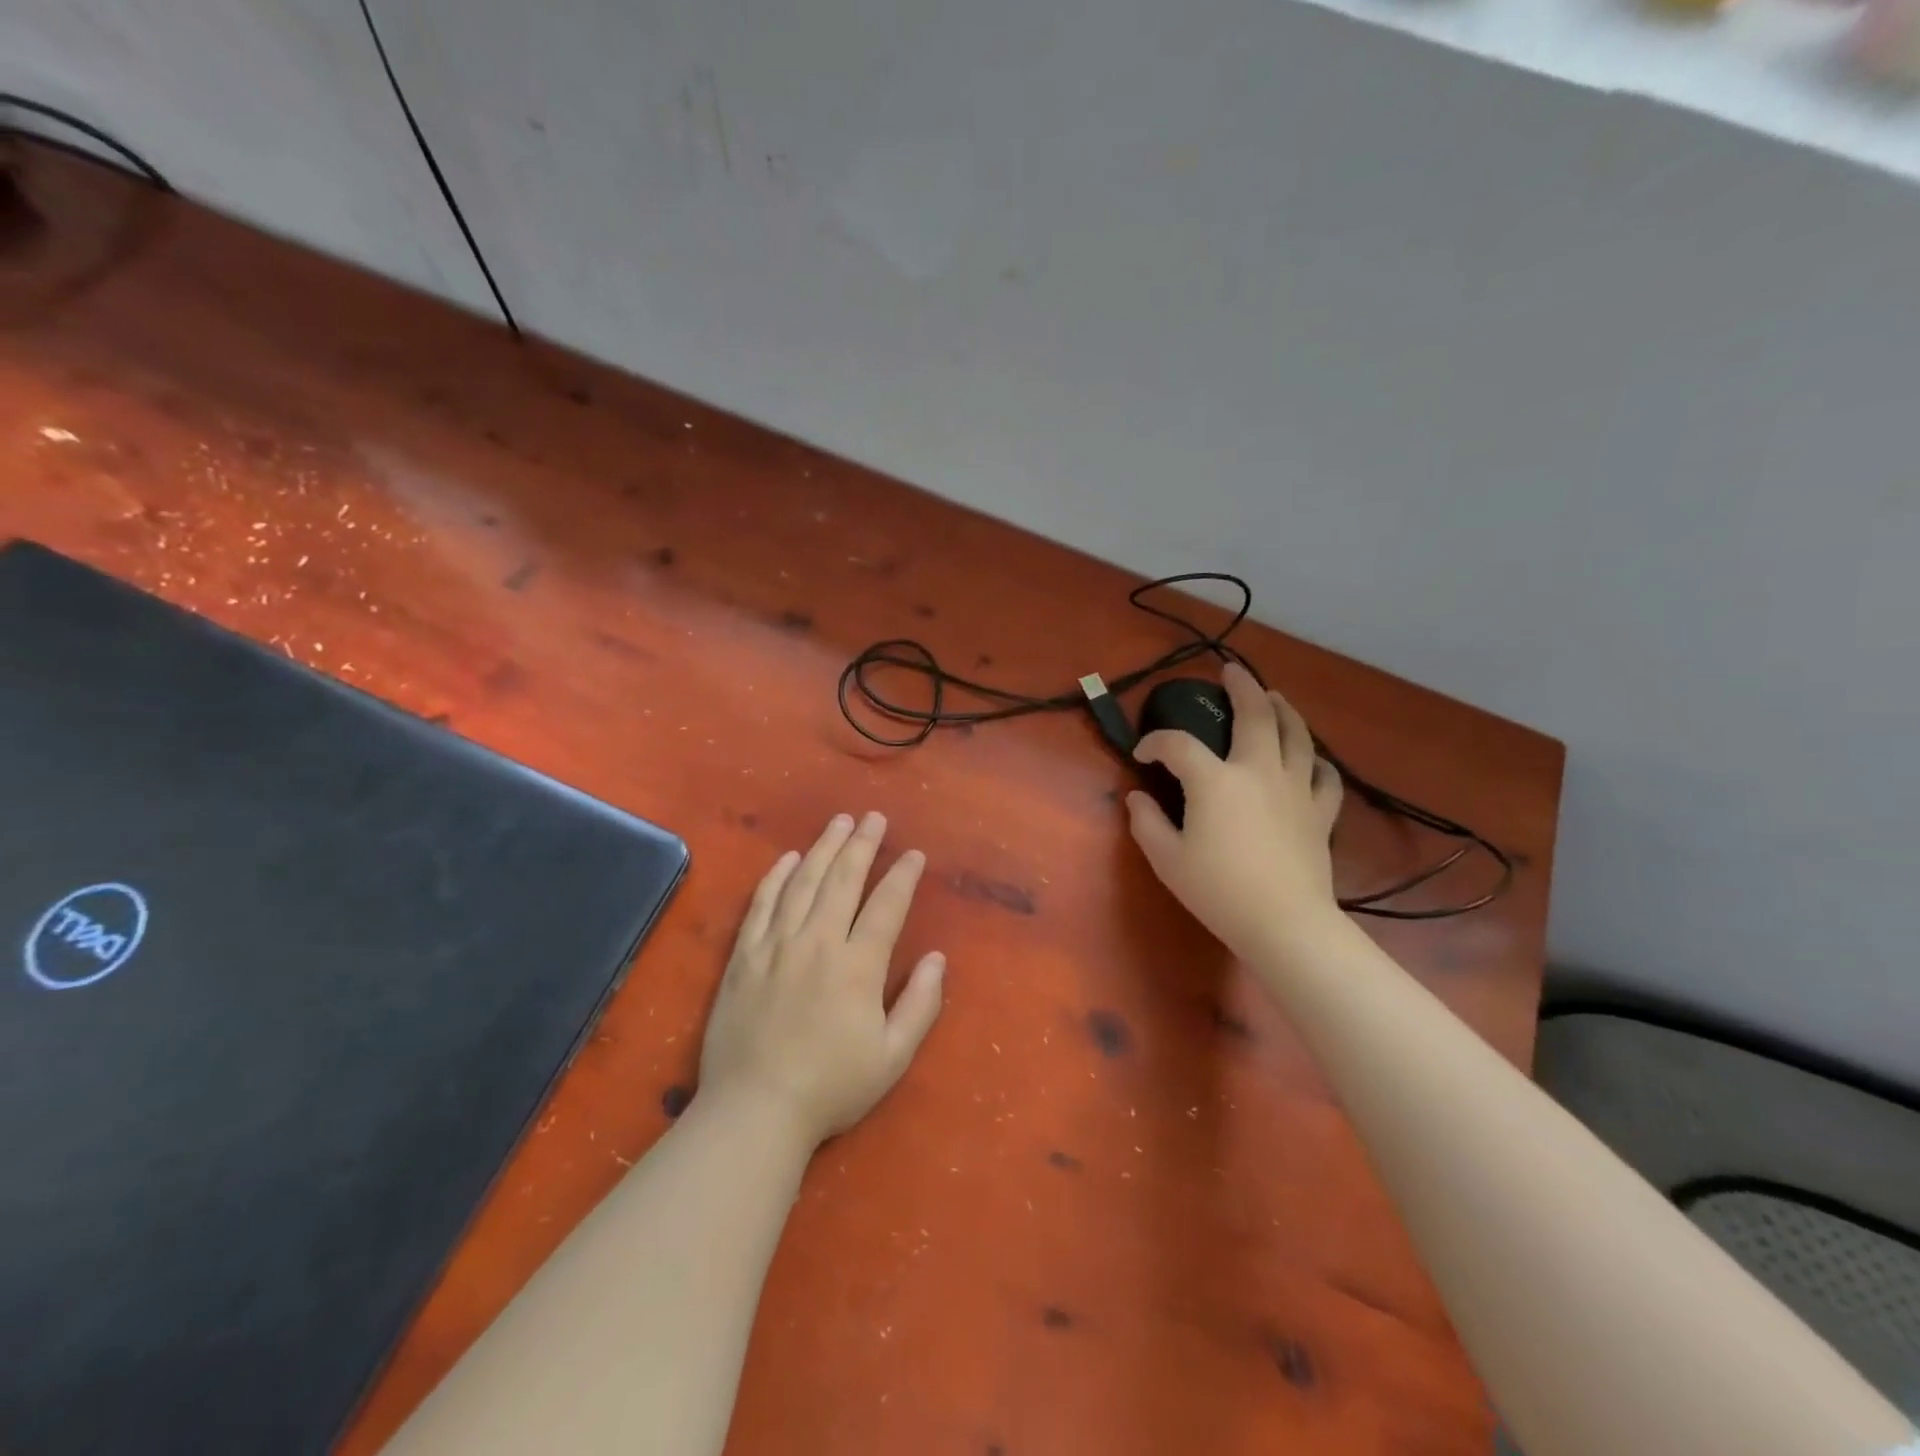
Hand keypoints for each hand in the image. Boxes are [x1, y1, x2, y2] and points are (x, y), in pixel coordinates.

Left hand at [696, 812, 944, 1148]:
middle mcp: (818, 942)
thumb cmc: (831, 1087)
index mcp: (857, 965)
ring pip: (803, 882)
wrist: (754, 1111)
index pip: (886, 906)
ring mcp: (776, 945)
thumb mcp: (893, 1057)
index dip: (903, 876)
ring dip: (823, 848)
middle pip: (843, 880)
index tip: (914, 855)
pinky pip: (761, 904)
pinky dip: (776, 876)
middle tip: (874, 818)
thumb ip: (921, 1004)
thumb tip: (937, 957)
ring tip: (839, 823)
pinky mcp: (744, 956)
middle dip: (862, 845)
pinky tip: (788, 858)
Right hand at [1126, 662, 1344, 959]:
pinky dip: (1317, 762)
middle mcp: (1258, 770)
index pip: (1178, 745)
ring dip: (1284, 710)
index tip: (1143, 753)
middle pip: (1254, 715)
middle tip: (1232, 672)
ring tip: (1275, 698)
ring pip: (1297, 734)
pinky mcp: (1321, 812)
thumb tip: (1137, 798)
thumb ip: (1146, 823)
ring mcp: (1296, 788)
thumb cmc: (1218, 890)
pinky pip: (1326, 776)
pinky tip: (1312, 759)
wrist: (1284, 923)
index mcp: (1215, 780)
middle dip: (1242, 688)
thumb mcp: (1167, 859)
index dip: (1155, 742)